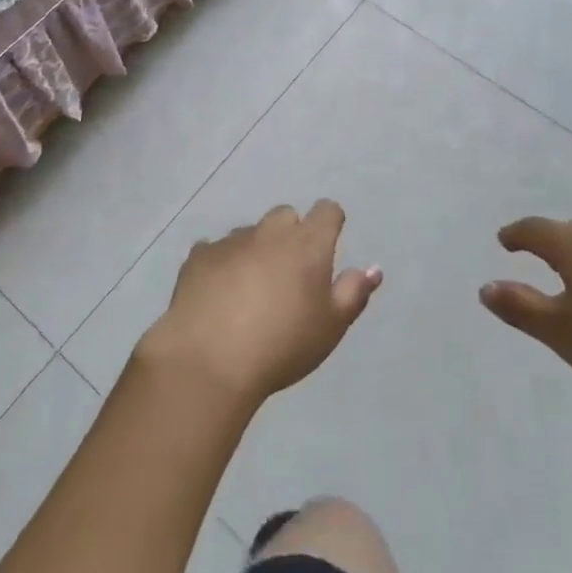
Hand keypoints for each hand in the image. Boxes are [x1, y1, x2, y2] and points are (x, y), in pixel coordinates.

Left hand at [135, 201, 381, 409]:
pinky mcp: (198, 256)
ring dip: (255, 250)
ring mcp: (231, 241)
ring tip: (250, 289)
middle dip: (291, 235)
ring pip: (250, 233)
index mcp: (307, 244)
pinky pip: (215, 250)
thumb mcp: (330, 327)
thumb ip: (353, 293)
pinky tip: (218, 294)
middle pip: (286, 216)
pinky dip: (222, 264)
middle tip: (289, 274)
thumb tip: (373, 268)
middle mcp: (269, 232)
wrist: (209, 360)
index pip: (327, 211)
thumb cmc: (282, 345)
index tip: (328, 247)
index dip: (330, 224)